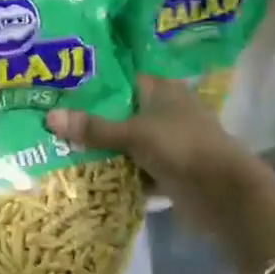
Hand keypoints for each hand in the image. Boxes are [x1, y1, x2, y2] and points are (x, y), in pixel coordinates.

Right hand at [46, 74, 253, 196]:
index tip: (59, 89)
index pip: (121, 79)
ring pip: (127, 140)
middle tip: (51, 120)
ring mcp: (168, 141)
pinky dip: (118, 171)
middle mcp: (166, 110)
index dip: (92, 84)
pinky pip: (135, 166)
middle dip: (91, 119)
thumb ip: (94, 128)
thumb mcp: (133, 135)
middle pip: (121, 111)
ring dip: (103, 147)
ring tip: (60, 146)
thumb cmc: (181, 148)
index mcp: (162, 89)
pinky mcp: (169, 169)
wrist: (225, 195)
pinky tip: (87, 174)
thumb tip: (49, 117)